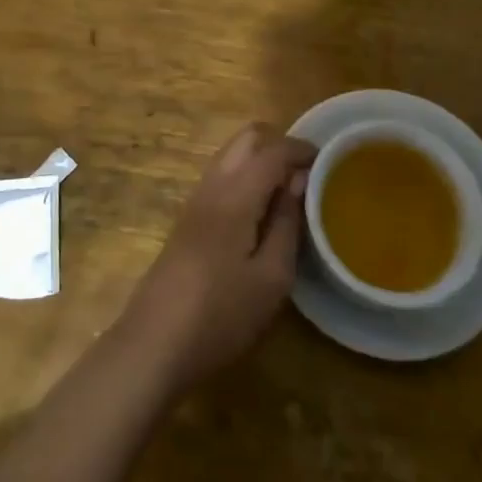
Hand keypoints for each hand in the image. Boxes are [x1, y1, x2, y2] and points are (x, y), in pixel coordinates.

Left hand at [121, 123, 314, 392]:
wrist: (153, 343)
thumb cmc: (220, 314)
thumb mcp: (271, 278)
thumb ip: (287, 223)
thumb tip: (298, 181)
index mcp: (236, 195)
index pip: (272, 150)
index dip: (301, 149)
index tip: (328, 160)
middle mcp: (213, 185)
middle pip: (246, 138)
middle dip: (279, 143)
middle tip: (308, 171)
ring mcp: (196, 199)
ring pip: (231, 154)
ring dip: (261, 158)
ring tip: (289, 190)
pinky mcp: (188, 217)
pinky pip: (222, 175)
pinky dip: (246, 175)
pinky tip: (261, 209)